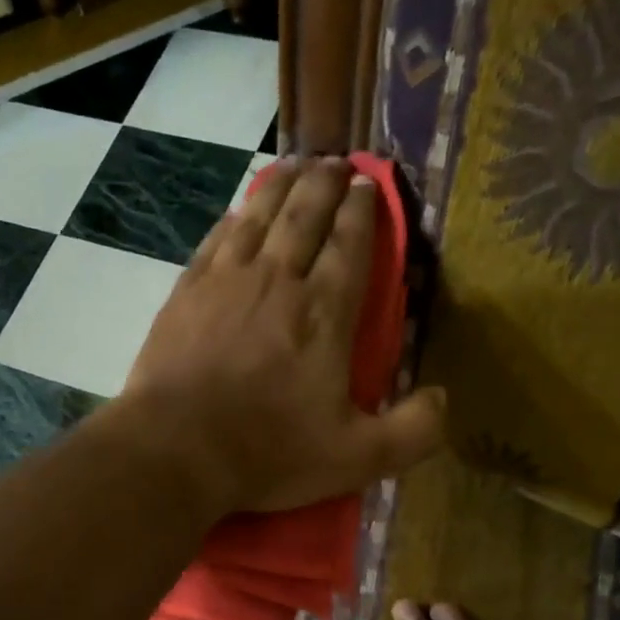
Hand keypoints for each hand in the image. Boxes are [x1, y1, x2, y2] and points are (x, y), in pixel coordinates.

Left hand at [120, 157, 444, 513]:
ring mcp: (226, 281)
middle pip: (305, 215)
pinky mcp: (186, 292)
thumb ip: (412, 431)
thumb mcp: (356, 458)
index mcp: (324, 313)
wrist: (175, 449)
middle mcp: (277, 281)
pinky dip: (235, 216)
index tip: (369, 184)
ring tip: (295, 165)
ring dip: (281, 185)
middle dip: (326, 183)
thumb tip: (445, 398)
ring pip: (259, 216)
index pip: (351, 245)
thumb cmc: (267, 453)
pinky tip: (240, 210)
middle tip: (337, 161)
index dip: (364, 211)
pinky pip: (217, 238)